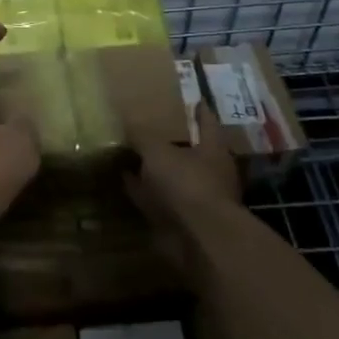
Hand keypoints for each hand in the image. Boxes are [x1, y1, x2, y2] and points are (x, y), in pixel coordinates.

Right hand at [124, 106, 241, 265]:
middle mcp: (210, 173)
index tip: (193, 98)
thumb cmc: (186, 184)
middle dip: (173, 142)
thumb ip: (142, 135)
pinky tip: (126, 182)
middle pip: (191, 151)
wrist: (197, 240)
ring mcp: (196, 199)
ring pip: (172, 177)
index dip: (199, 110)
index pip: (207, 122)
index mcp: (213, 150)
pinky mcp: (181, 222)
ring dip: (155, 170)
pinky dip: (144, 192)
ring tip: (131, 154)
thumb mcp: (157, 151)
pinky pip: (158, 200)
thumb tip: (126, 117)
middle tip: (151, 126)